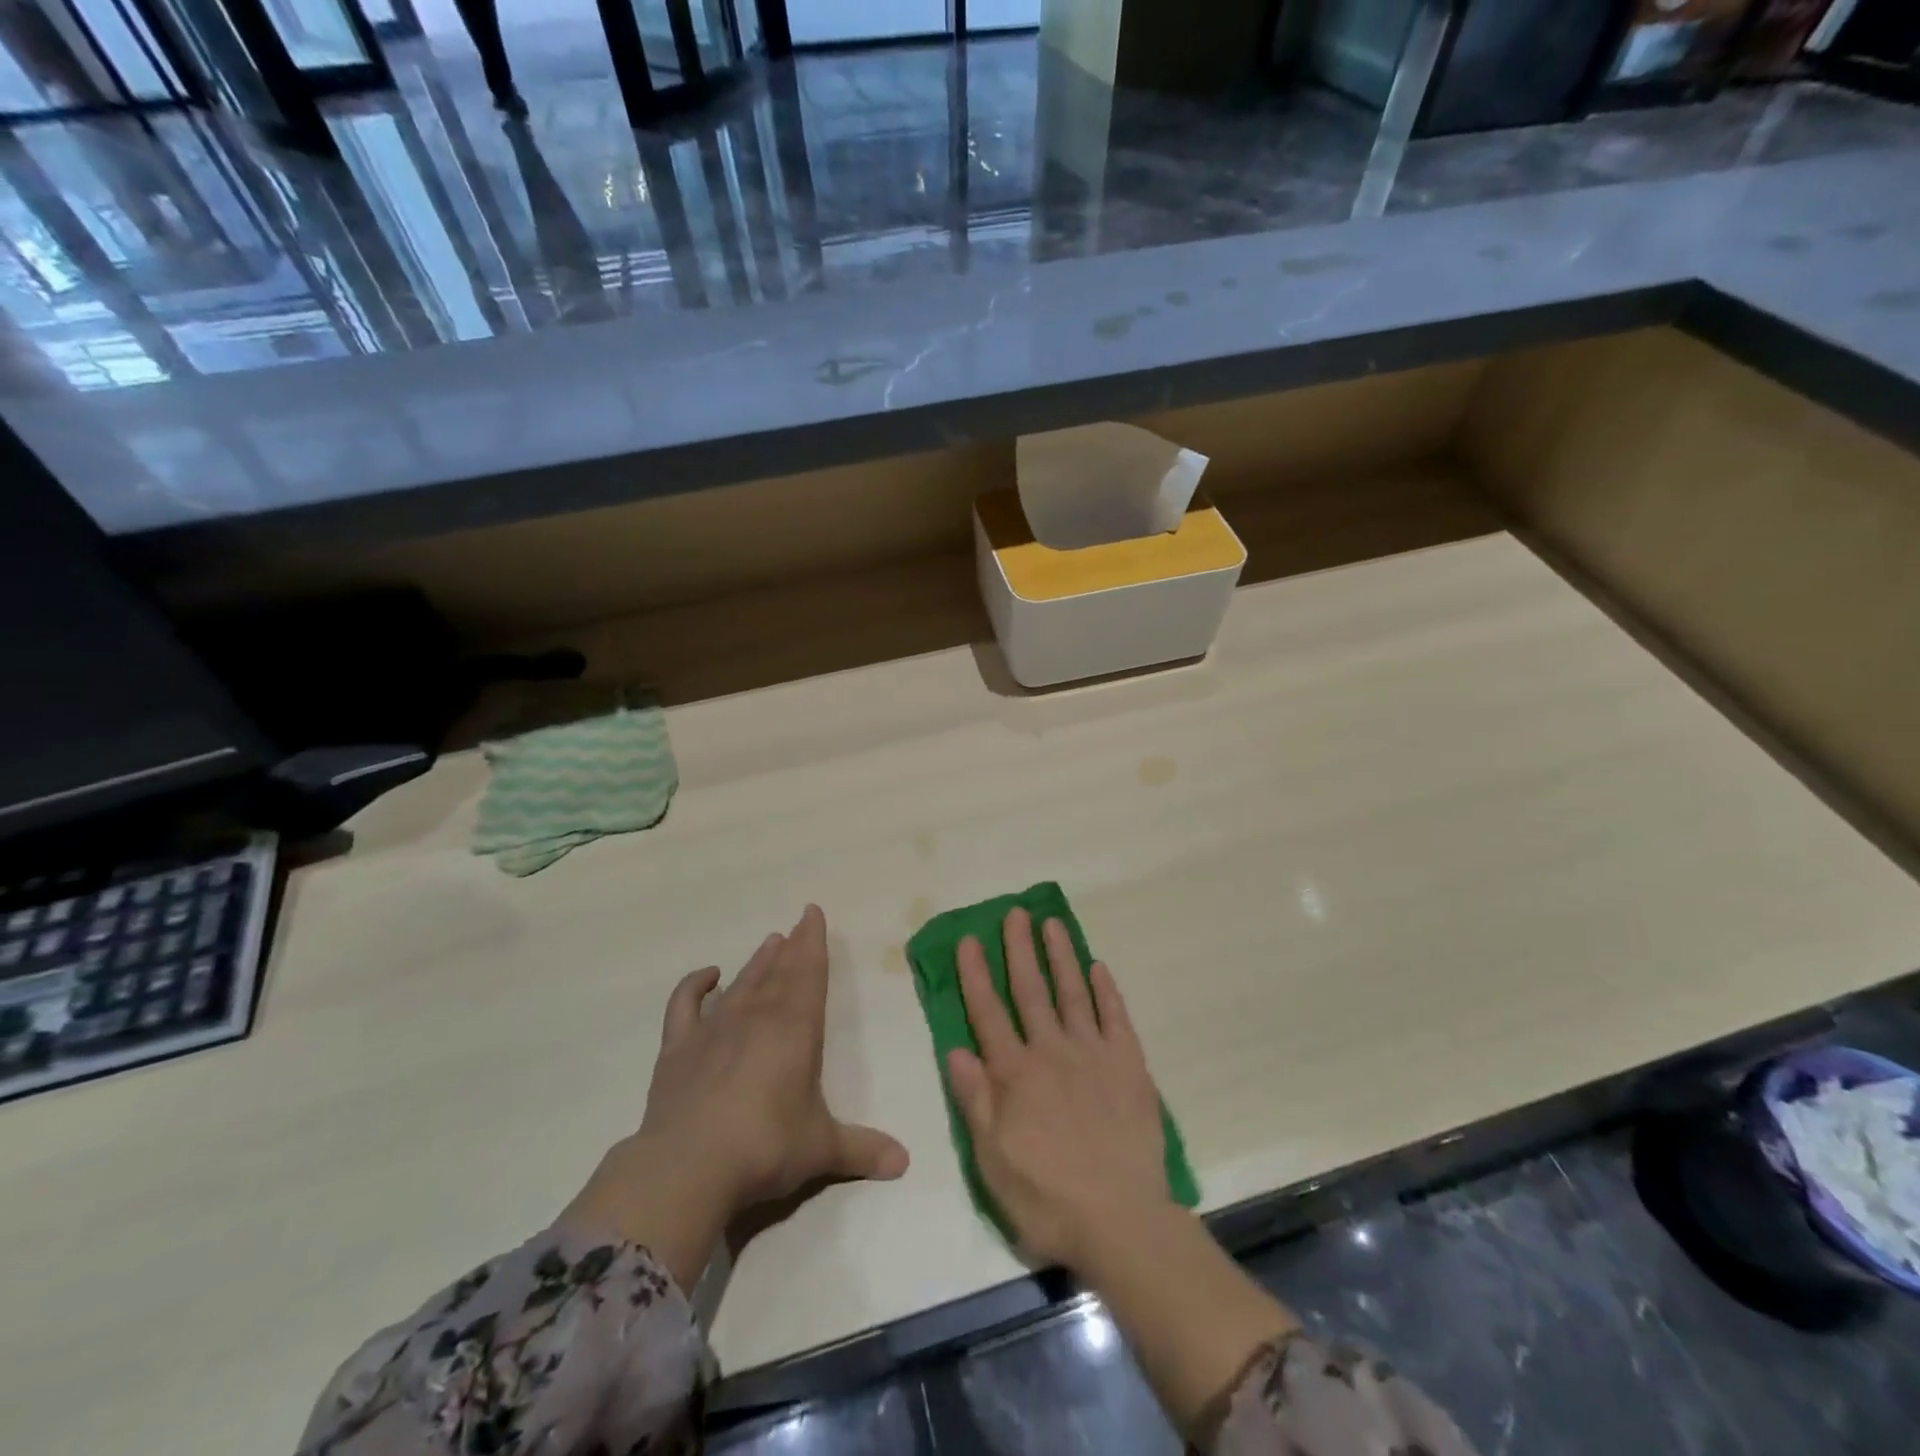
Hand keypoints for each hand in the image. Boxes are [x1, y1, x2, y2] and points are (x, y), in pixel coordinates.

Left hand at [561, 905, 907, 1291]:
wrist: (689, 1167)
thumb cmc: (766, 1147)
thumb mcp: (821, 1148)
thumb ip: (862, 1149)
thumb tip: (905, 1163)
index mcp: (796, 1028)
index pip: (810, 973)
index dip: (814, 942)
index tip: (813, 913)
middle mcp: (757, 1016)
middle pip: (778, 971)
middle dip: (791, 947)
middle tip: (797, 924)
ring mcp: (714, 1028)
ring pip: (742, 983)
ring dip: (757, 962)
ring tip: (769, 942)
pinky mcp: (678, 1048)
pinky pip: (685, 1004)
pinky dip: (694, 985)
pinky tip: (708, 975)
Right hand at [945, 907, 1170, 1271]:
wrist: (1122, 1222)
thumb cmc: (1048, 1198)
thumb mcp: (993, 1161)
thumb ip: (975, 1101)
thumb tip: (955, 1050)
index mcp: (1015, 1074)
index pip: (988, 1013)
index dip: (976, 975)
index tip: (970, 939)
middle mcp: (1051, 1052)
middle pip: (1031, 990)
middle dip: (1020, 949)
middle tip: (1015, 912)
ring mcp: (1093, 1054)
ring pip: (1072, 993)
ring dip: (1061, 956)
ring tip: (1052, 923)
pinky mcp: (1129, 1065)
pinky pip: (1116, 1017)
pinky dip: (1107, 990)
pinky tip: (1099, 967)